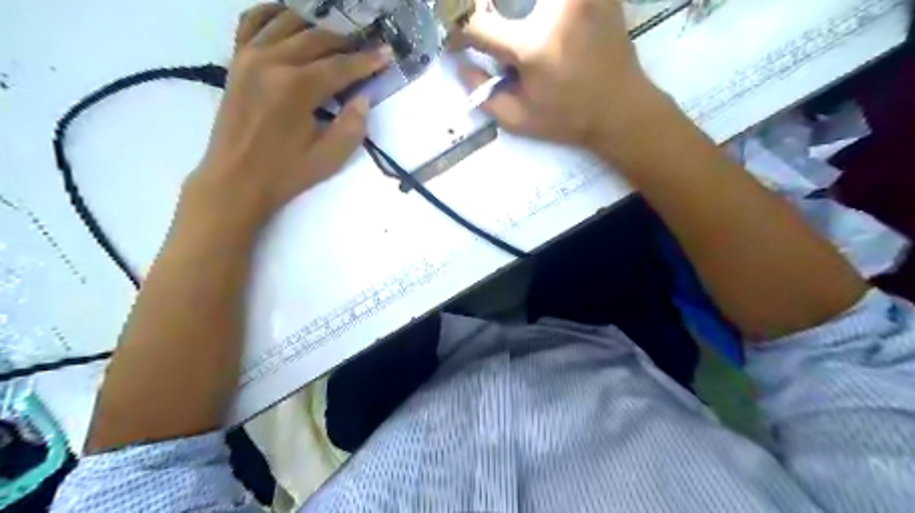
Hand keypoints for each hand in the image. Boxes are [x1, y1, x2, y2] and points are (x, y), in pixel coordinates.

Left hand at [188, 3, 391, 226]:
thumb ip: (352, 125)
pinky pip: (251, 22)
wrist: (234, 180)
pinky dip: (272, 14)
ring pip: (288, 23)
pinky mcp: (236, 61)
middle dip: (346, 42)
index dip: (367, 61)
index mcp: (297, 87)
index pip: (341, 66)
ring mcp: (249, 56)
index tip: (387, 54)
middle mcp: (272, 61)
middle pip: (317, 39)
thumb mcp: (329, 158)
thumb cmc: (285, 173)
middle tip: (366, 48)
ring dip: (316, 27)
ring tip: (336, 39)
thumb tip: (363, 98)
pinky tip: (289, 18)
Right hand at [454, 0, 670, 151]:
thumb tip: (460, 64)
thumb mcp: (518, 121)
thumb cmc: (567, 120)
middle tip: (487, 29)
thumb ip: (483, 94)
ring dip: (517, 10)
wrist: (621, 110)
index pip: (476, 23)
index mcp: (532, 47)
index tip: (456, 42)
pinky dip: (542, 8)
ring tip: (510, 23)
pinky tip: (539, 19)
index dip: (457, 31)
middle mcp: (556, 10)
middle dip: (482, 9)